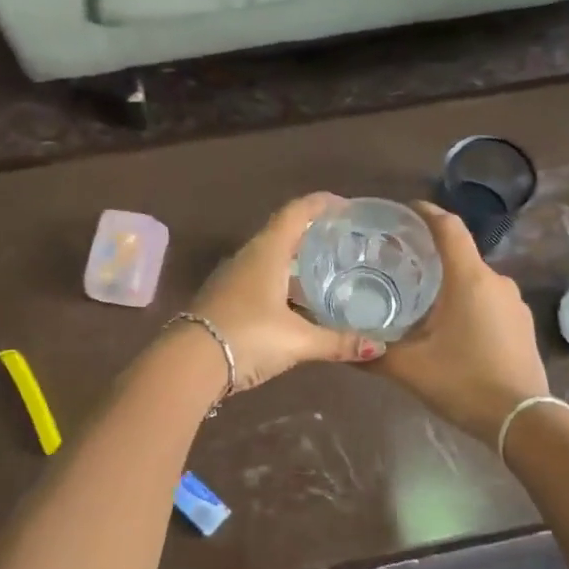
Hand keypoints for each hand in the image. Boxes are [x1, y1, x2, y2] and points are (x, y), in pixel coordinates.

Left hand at [185, 193, 385, 392]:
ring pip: (270, 259)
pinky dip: (282, 283)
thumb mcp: (297, 341)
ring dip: (296, 261)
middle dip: (312, 234)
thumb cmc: (247, 338)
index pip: (296, 212)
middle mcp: (248, 257)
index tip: (345, 205)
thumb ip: (337, 342)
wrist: (189, 364)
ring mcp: (232, 278)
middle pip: (283, 233)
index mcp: (267, 252)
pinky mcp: (225, 299)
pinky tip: (298, 304)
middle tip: (343, 241)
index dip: (321, 204)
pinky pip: (260, 280)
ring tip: (326, 273)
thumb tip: (379, 347)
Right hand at [375, 202, 549, 442]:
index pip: (448, 227)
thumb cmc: (464, 383)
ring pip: (475, 279)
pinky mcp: (521, 324)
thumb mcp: (410, 369)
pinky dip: (467, 301)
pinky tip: (448, 324)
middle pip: (460, 253)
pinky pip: (489, 299)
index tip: (403, 212)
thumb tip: (342, 349)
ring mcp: (514, 303)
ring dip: (449, 281)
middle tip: (397, 262)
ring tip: (419, 295)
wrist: (523, 420)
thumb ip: (374, 354)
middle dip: (431, 253)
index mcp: (469, 279)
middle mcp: (496, 281)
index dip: (426, 212)